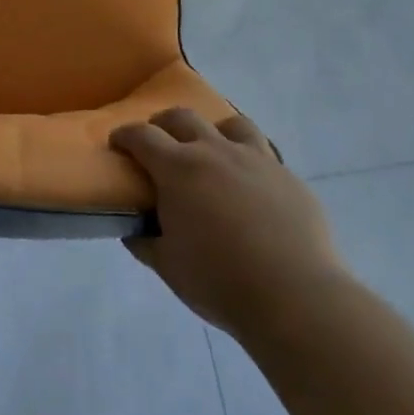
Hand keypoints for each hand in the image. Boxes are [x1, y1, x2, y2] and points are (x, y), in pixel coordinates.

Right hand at [112, 109, 345, 338]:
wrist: (295, 297)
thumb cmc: (220, 281)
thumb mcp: (168, 267)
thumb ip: (146, 243)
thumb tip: (134, 230)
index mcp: (179, 169)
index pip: (142, 136)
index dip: (125, 135)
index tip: (118, 142)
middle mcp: (216, 151)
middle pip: (183, 117)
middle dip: (163, 124)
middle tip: (159, 142)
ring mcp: (257, 159)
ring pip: (231, 124)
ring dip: (213, 131)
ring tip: (212, 151)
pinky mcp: (288, 177)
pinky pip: (265, 154)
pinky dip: (249, 161)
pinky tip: (251, 186)